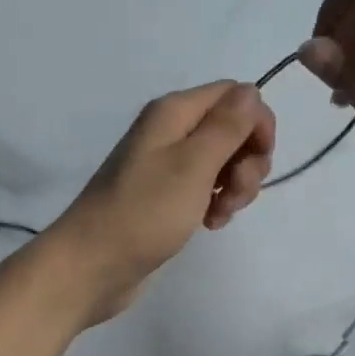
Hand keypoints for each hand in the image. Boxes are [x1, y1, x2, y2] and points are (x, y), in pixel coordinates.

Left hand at [44, 81, 274, 324]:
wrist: (93, 264)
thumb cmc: (145, 212)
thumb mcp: (193, 165)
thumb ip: (227, 125)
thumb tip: (252, 90)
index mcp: (174, 112)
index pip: (235, 94)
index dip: (257, 122)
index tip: (261, 157)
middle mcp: (171, 131)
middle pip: (232, 128)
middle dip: (248, 160)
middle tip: (235, 192)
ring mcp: (168, 165)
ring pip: (224, 161)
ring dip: (235, 186)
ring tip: (220, 213)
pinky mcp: (167, 196)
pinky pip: (207, 188)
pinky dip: (217, 203)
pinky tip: (211, 224)